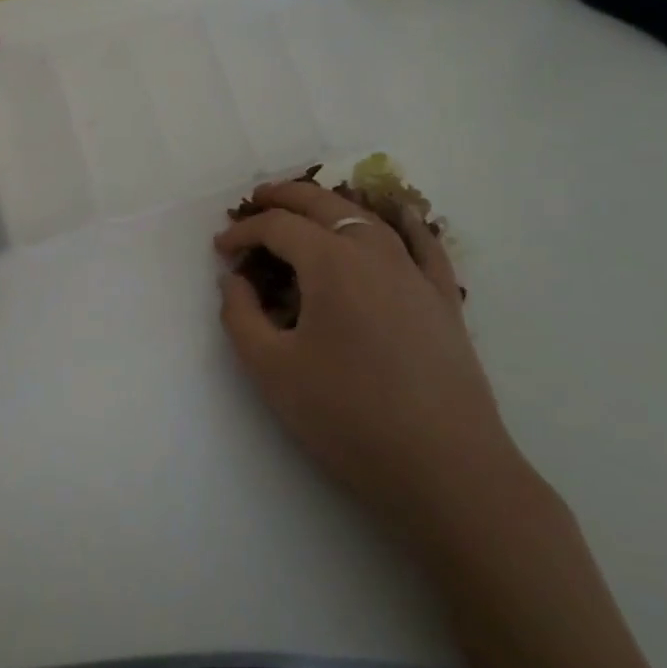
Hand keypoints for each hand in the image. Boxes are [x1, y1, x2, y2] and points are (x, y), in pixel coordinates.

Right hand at [214, 178, 530, 542]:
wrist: (446, 470)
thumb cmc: (348, 417)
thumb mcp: (271, 369)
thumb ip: (240, 315)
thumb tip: (235, 280)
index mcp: (331, 263)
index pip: (278, 227)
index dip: (243, 232)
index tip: (220, 250)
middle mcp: (375, 252)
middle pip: (323, 205)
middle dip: (283, 198)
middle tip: (253, 203)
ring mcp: (416, 273)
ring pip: (368, 217)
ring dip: (330, 205)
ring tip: (306, 209)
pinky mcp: (443, 299)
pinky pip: (422, 243)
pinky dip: (401, 221)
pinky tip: (396, 214)